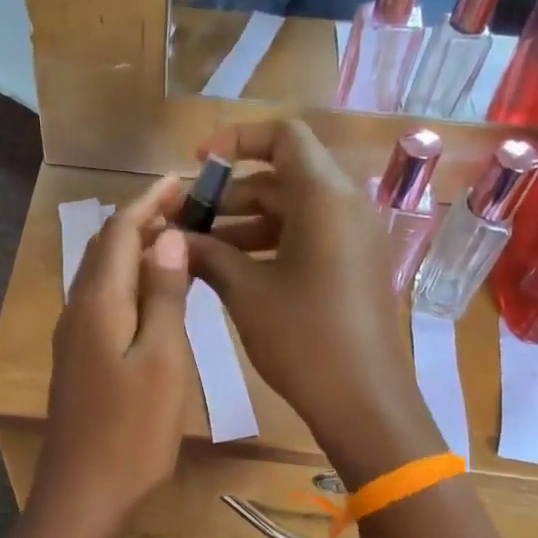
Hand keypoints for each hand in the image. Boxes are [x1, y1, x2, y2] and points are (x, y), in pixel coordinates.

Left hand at [35, 176, 195, 531]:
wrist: (84, 493)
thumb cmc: (131, 431)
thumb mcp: (162, 360)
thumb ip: (164, 296)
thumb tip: (167, 238)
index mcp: (98, 303)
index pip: (120, 232)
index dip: (149, 202)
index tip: (182, 181)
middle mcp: (77, 312)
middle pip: (106, 250)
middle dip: (142, 221)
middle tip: (184, 207)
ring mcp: (73, 340)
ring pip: (102, 278)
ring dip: (134, 253)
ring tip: (174, 242)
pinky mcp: (78, 363)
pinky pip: (103, 305)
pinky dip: (129, 285)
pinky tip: (153, 298)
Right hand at [181, 121, 441, 481]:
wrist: (364, 401)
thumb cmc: (304, 340)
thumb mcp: (246, 293)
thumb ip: (208, 255)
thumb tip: (173, 238)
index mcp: (324, 198)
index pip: (283, 136)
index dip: (236, 140)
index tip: (197, 163)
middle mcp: (346, 206)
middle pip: (284, 176)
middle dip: (231, 194)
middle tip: (186, 220)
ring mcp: (354, 239)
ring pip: (293, 211)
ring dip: (245, 224)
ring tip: (198, 251)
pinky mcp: (354, 268)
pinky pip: (309, 238)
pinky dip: (270, 246)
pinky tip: (232, 272)